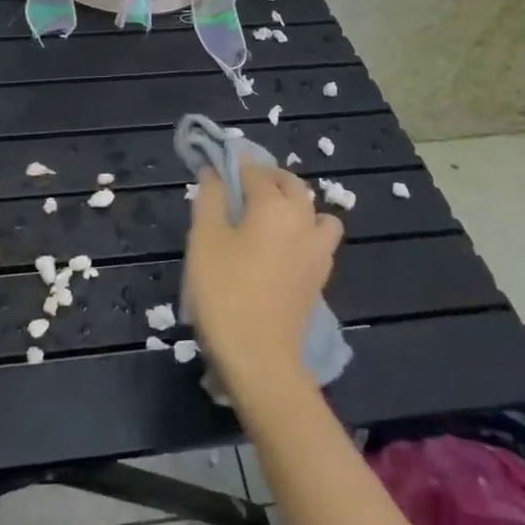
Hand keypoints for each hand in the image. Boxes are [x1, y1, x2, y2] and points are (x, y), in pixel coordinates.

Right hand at [183, 164, 341, 395]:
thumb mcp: (204, 240)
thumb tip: (214, 171)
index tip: (216, 167)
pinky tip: (281, 250)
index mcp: (274, 205)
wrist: (260, 359)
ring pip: (314, 211)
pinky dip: (304, 232)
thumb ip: (210, 199)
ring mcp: (317, 250)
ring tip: (267, 219)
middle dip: (266, 178)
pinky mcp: (320, 277)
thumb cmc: (225, 293)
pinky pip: (318, 239)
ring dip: (295, 205)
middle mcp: (303, 220)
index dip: (234, 165)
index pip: (254, 170)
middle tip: (237, 190)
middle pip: (290, 184)